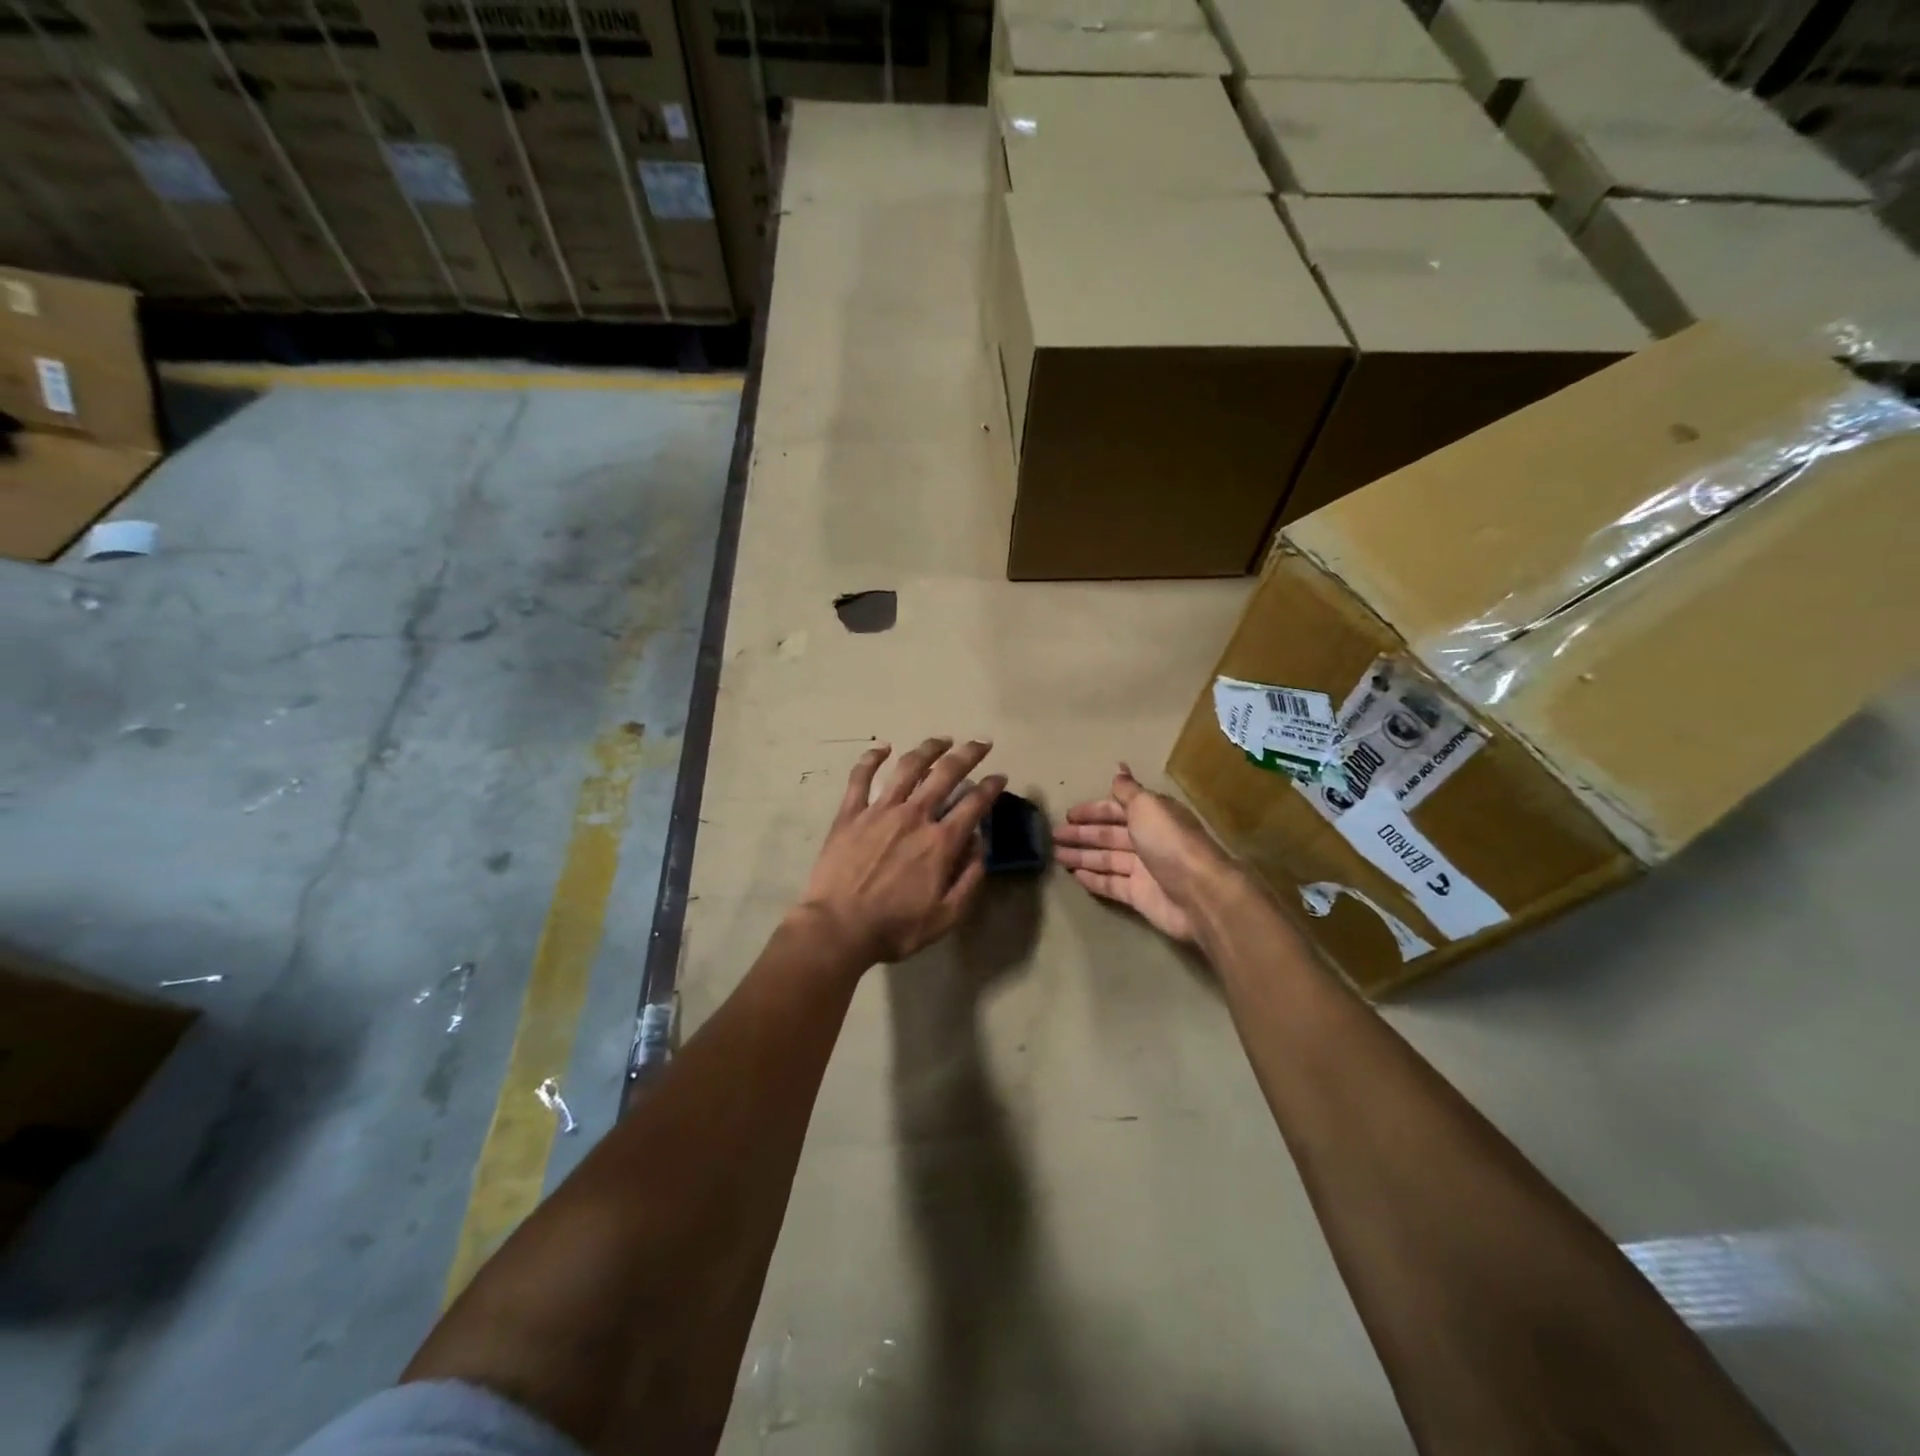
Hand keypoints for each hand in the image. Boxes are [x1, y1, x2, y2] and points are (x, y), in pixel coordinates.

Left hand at [799, 738, 1005, 967]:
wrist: (838, 928)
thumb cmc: (895, 928)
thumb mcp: (946, 916)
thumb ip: (969, 878)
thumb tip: (981, 844)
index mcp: (940, 842)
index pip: (974, 804)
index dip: (991, 787)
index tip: (1000, 777)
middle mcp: (914, 816)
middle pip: (946, 774)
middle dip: (968, 754)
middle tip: (981, 743)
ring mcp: (879, 811)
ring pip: (908, 767)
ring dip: (928, 749)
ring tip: (942, 740)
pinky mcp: (850, 813)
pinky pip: (860, 777)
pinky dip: (871, 758)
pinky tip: (882, 748)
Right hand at [1056, 764, 1235, 943]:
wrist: (1200, 894)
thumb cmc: (1170, 843)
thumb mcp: (1148, 806)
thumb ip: (1129, 791)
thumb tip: (1119, 768)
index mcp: (1153, 815)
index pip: (1117, 809)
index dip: (1093, 811)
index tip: (1068, 814)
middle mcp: (1148, 840)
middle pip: (1109, 834)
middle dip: (1082, 833)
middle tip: (1053, 835)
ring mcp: (1144, 869)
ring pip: (1106, 858)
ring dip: (1082, 855)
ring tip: (1056, 855)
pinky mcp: (1139, 895)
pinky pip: (1111, 883)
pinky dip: (1093, 879)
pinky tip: (1074, 876)